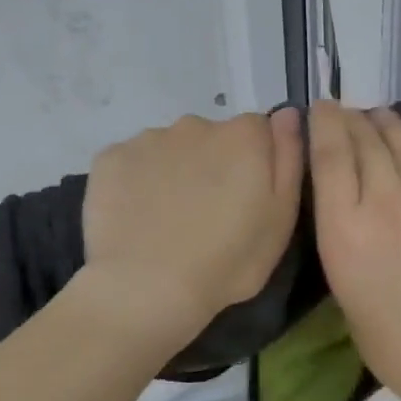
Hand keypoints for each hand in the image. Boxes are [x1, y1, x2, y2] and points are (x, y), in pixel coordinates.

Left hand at [81, 108, 303, 336]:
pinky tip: (138, 217)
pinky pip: (133, 163)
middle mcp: (196, 124)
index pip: (259, 132)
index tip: (248, 198)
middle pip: (213, 138)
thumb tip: (288, 113)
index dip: (257, 164)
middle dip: (214, 165)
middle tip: (209, 214)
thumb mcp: (282, 217)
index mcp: (244, 136)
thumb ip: (289, 157)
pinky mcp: (110, 157)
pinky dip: (138, 182)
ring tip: (170, 220)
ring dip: (176, 172)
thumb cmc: (228, 260)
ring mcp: (149, 138)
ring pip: (171, 149)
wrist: (146, 287)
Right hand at [309, 72, 400, 400]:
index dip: (324, 123)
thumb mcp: (348, 297)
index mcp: (344, 231)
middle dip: (355, 121)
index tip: (322, 109)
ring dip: (392, 121)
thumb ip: (345, 242)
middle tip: (352, 115)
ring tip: (384, 114)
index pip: (328, 155)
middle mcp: (386, 203)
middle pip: (366, 141)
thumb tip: (347, 207)